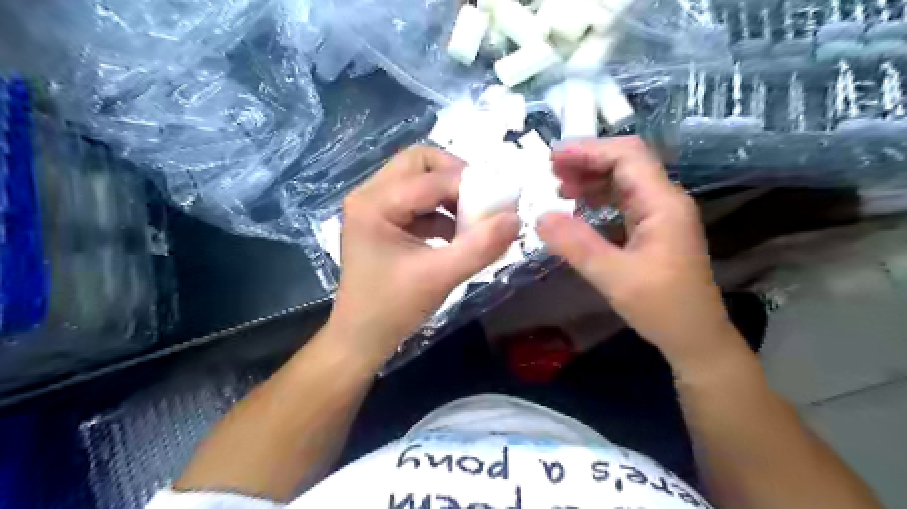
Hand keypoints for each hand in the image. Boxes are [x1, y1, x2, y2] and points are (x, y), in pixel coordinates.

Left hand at [330, 145, 520, 363]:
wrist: (362, 338)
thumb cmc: (393, 309)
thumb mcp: (440, 277)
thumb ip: (480, 247)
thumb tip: (515, 218)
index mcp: (374, 203)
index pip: (431, 178)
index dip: (470, 186)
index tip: (501, 203)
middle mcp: (369, 194)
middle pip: (420, 162)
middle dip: (456, 177)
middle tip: (482, 200)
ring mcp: (374, 206)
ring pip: (419, 178)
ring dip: (450, 194)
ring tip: (473, 219)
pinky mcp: (382, 220)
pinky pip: (417, 200)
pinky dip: (441, 210)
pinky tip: (457, 233)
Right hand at [538, 138, 734, 368]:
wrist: (695, 337)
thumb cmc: (662, 308)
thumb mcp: (614, 277)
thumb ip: (576, 245)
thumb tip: (540, 217)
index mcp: (662, 204)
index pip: (627, 157)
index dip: (589, 150)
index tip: (553, 157)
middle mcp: (665, 201)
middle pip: (626, 162)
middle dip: (587, 160)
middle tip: (551, 170)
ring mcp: (660, 214)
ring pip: (624, 180)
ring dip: (591, 178)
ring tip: (560, 187)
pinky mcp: (653, 229)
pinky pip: (623, 201)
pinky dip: (598, 197)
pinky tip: (578, 207)